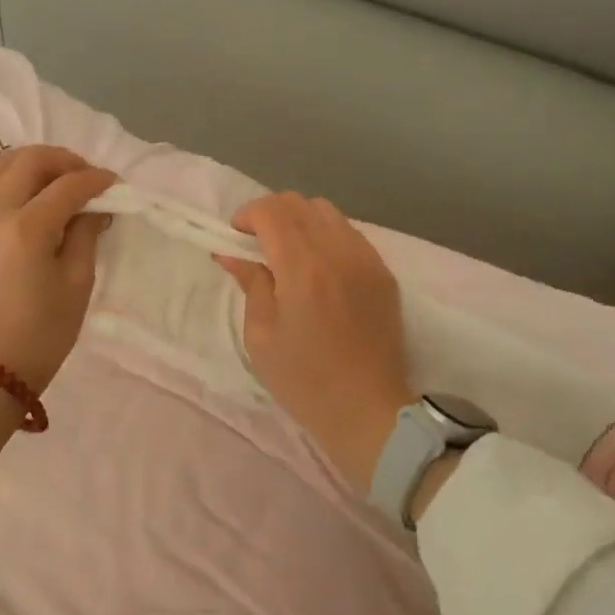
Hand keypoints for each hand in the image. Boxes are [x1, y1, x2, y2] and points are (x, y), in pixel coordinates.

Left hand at [0, 146, 114, 497]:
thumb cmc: (43, 333)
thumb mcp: (78, 284)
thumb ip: (86, 234)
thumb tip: (95, 205)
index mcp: (29, 230)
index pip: (68, 187)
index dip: (96, 180)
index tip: (114, 184)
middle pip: (29, 163)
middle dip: (63, 161)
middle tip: (84, 176)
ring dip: (25, 160)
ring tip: (47, 174)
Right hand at [215, 193, 412, 487]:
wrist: (369, 411)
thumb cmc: (305, 380)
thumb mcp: (261, 336)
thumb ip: (250, 284)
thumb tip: (231, 254)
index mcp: (302, 267)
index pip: (272, 211)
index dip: (247, 215)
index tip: (235, 236)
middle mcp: (337, 251)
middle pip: (299, 203)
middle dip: (271, 213)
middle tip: (257, 243)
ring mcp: (366, 259)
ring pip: (327, 212)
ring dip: (300, 221)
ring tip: (289, 252)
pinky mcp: (383, 272)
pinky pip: (350, 233)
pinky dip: (327, 235)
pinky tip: (319, 266)